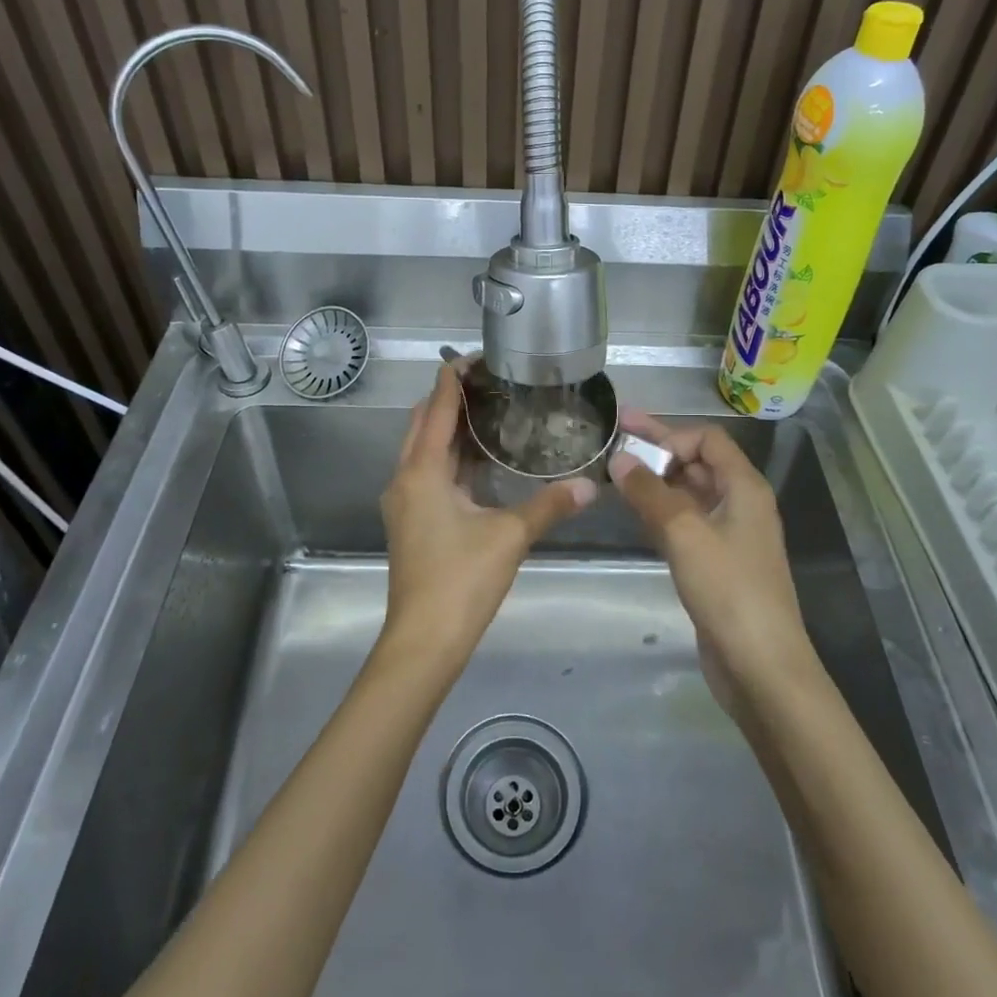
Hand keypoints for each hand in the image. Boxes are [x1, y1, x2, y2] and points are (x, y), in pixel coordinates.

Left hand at [379, 365, 594, 670]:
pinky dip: (449, 457)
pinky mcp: (411, 522)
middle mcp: (404, 479)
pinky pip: (427, 473)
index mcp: (422, 471)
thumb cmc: (461, 580)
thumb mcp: (510, 537)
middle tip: (490, 381)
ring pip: (423, 450)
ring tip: (489, 411)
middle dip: (450, 398)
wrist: (423, 641)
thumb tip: (592, 484)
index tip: (477, 355)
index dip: (453, 378)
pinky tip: (480, 460)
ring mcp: (404, 502)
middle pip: (423, 424)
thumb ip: (550, 506)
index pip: (436, 408)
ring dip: (449, 428)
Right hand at [608, 409, 813, 693]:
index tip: (633, 448)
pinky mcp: (717, 564)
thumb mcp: (685, 533)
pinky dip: (661, 511)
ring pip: (689, 494)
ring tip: (615, 473)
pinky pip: (686, 523)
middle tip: (614, 436)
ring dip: (656, 481)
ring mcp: (729, 535)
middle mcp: (740, 504)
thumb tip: (618, 458)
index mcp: (745, 487)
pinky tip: (635, 513)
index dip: (670, 436)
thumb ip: (649, 492)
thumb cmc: (728, 590)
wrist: (761, 666)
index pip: (707, 440)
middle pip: (698, 463)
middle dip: (658, 449)